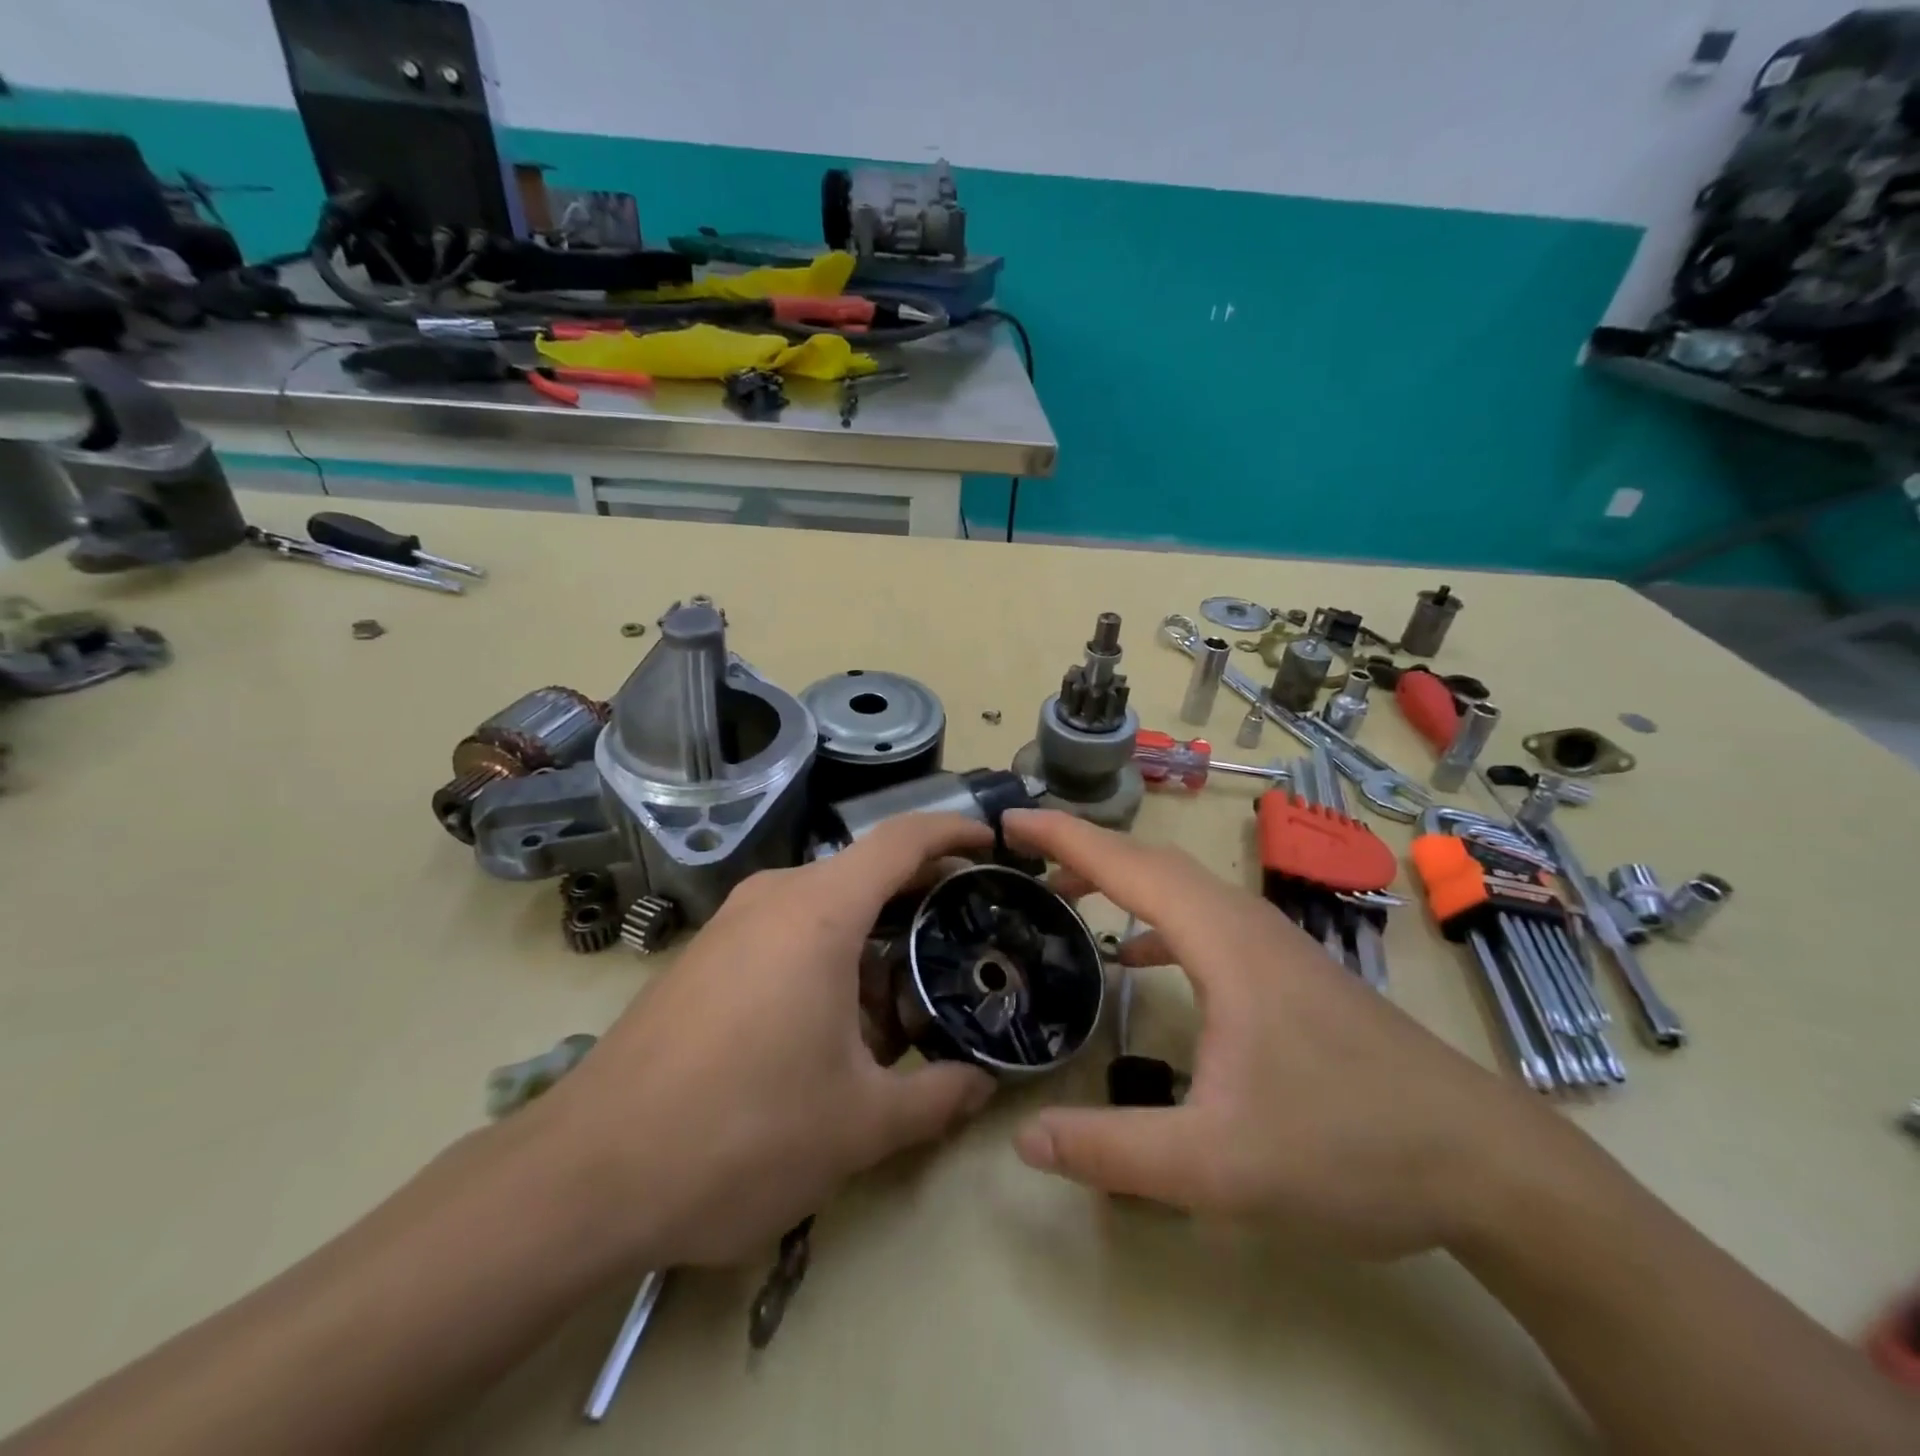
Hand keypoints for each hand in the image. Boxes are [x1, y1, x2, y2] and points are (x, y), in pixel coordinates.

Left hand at [536, 814, 997, 1267]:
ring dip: (873, 944)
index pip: (902, 839)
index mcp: (818, 911)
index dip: (954, 833)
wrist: (586, 1175)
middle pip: (866, 874)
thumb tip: (984, 1085)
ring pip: (825, 909)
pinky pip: (785, 934)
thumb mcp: (858, 1125)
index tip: (994, 847)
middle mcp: (773, 897)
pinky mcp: (705, 957)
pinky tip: (836, 1030)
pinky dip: (828, 960)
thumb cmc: (741, 1132)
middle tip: (967, 941)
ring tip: (905, 1011)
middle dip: (921, 903)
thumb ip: (936, 1097)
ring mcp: (731, 925)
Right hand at [1005, 809, 1559, 1258]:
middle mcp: (1245, 925)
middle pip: (1151, 863)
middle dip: (1082, 849)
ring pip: (1179, 887)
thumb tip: (1026, 1139)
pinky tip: (1135, 960)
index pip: (1128, 867)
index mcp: (1222, 943)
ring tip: (1065, 897)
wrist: (1482, 1162)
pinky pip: (1202, 921)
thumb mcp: (1219, 1165)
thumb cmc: (1349, 1147)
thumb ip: (1115, 1152)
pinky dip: (1154, 920)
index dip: (1064, 837)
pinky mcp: (1285, 973)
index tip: (1011, 821)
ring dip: (1119, 879)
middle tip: (1022, 856)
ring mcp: (1271, 946)